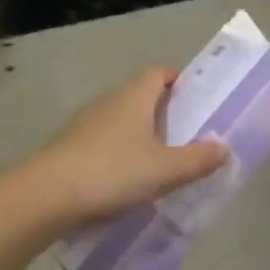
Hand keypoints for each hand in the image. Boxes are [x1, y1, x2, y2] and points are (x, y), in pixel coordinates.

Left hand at [21, 68, 228, 228]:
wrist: (45, 196)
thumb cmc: (112, 172)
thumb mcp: (165, 170)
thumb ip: (197, 159)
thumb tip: (224, 147)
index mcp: (135, 97)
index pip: (159, 73)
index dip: (177, 81)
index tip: (194, 100)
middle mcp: (109, 101)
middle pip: (140, 97)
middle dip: (161, 113)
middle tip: (184, 137)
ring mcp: (84, 123)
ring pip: (119, 121)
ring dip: (137, 135)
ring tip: (157, 163)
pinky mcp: (67, 147)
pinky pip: (101, 143)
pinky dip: (116, 154)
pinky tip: (123, 182)